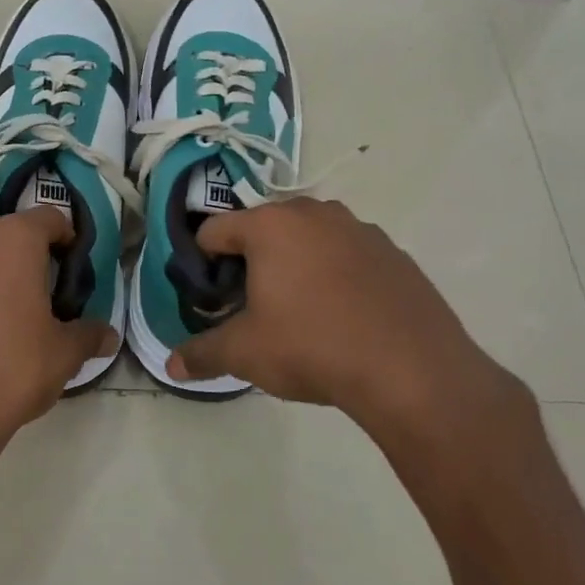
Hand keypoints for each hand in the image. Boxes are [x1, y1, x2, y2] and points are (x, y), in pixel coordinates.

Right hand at [167, 198, 536, 475]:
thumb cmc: (312, 347)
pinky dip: (334, 276)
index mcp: (270, 225)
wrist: (413, 370)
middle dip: (249, 264)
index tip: (210, 300)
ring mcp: (359, 229)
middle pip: (262, 231)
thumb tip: (171, 366)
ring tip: (298, 314)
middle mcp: (313, 213)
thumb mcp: (246, 353)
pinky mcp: (394, 253)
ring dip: (293, 267)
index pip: (213, 231)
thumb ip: (202, 353)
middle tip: (250, 309)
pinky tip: (343, 318)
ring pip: (307, 241)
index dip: (202, 265)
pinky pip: (347, 256)